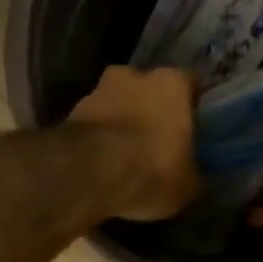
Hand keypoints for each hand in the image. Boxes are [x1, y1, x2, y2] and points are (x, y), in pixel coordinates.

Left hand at [67, 65, 200, 221]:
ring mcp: (97, 90)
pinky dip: (97, 139)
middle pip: (147, 90)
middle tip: (155, 140)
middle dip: (151, 111)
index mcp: (172, 83)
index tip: (192, 126)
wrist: (88, 173)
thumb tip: (193, 178)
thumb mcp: (187, 186)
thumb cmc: (151, 170)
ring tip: (124, 156)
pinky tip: (101, 164)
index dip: (191, 106)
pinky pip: (92, 125)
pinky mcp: (69, 113)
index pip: (189, 84)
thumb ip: (192, 174)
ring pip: (116, 104)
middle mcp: (133, 75)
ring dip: (120, 123)